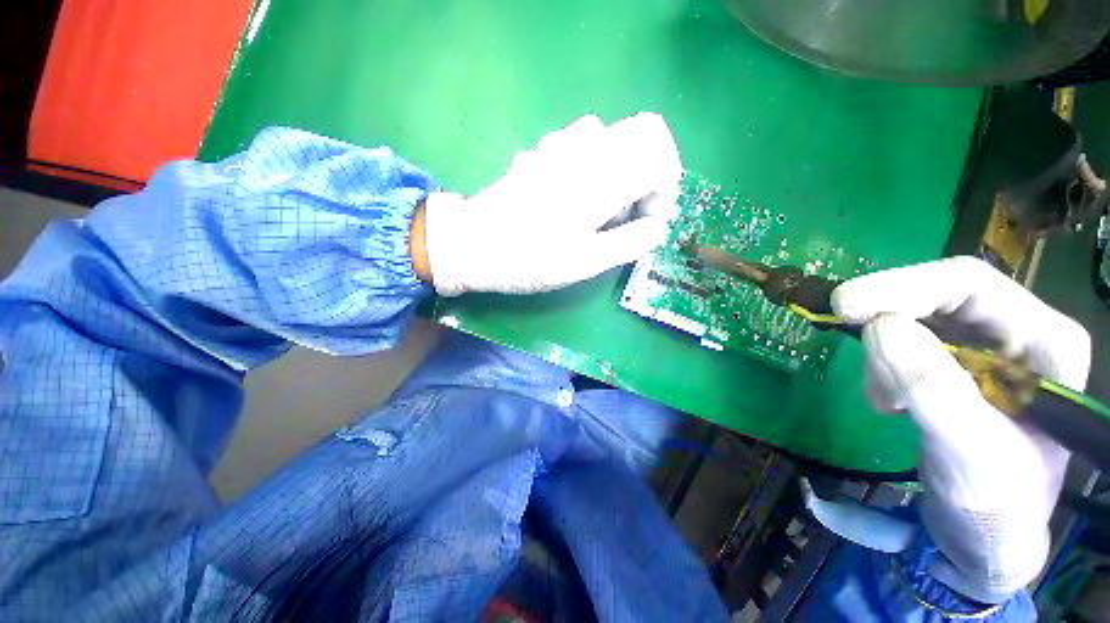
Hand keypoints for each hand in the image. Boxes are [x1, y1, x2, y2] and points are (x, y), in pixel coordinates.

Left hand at [417, 113, 681, 295]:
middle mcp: (586, 147)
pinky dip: (597, 167)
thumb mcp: (586, 262)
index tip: (649, 221)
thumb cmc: (531, 258)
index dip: (666, 188)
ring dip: (621, 172)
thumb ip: (631, 242)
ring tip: (601, 210)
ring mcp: (562, 143)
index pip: (661, 154)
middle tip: (629, 214)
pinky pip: (586, 144)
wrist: (475, 244)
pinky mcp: (545, 150)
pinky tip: (576, 197)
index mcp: (602, 175)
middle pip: (644, 134)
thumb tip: (658, 228)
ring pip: (615, 139)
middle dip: (649, 175)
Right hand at [832, 256, 1091, 601]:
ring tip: (883, 400)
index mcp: (1043, 341)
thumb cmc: (995, 503)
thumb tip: (878, 327)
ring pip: (912, 321)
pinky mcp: (951, 367)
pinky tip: (888, 402)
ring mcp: (981, 349)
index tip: (844, 305)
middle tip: (848, 339)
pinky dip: (881, 367)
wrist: (985, 534)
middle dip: (887, 320)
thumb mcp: (968, 452)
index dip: (904, 286)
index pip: (968, 285)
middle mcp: (1014, 333)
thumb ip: (931, 388)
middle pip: (937, 297)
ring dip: (883, 353)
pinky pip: (901, 345)